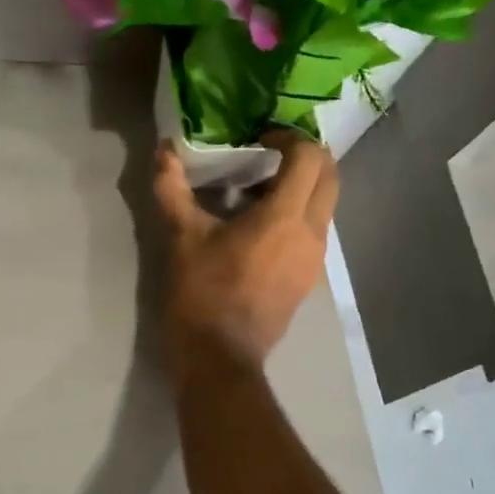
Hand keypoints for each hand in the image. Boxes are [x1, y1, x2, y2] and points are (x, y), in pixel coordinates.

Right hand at [154, 133, 338, 371]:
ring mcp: (315, 257)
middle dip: (306, 156)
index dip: (288, 137)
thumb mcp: (183, 237)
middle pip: (330, 176)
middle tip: (270, 153)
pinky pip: (317, 230)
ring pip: (327, 204)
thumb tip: (164, 148)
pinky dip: (300, 213)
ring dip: (304, 186)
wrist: (221, 356)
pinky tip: (263, 225)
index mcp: (285, 216)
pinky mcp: (310, 277)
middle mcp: (312, 232)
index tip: (260, 139)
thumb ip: (172, 187)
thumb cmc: (203, 292)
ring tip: (262, 189)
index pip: (309, 157)